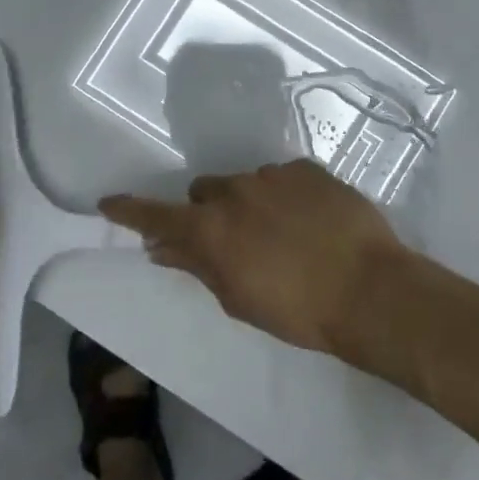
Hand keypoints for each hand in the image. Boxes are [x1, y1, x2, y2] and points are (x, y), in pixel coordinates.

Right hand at [98, 159, 413, 357]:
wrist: (370, 290)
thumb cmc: (298, 310)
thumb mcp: (238, 298)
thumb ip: (197, 266)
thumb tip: (162, 248)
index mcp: (211, 228)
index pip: (157, 216)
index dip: (130, 211)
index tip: (108, 202)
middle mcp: (234, 191)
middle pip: (204, 193)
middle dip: (209, 213)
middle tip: (233, 243)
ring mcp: (273, 175)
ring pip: (245, 184)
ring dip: (250, 204)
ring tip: (283, 235)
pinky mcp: (307, 169)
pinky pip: (282, 178)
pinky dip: (285, 196)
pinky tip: (310, 222)